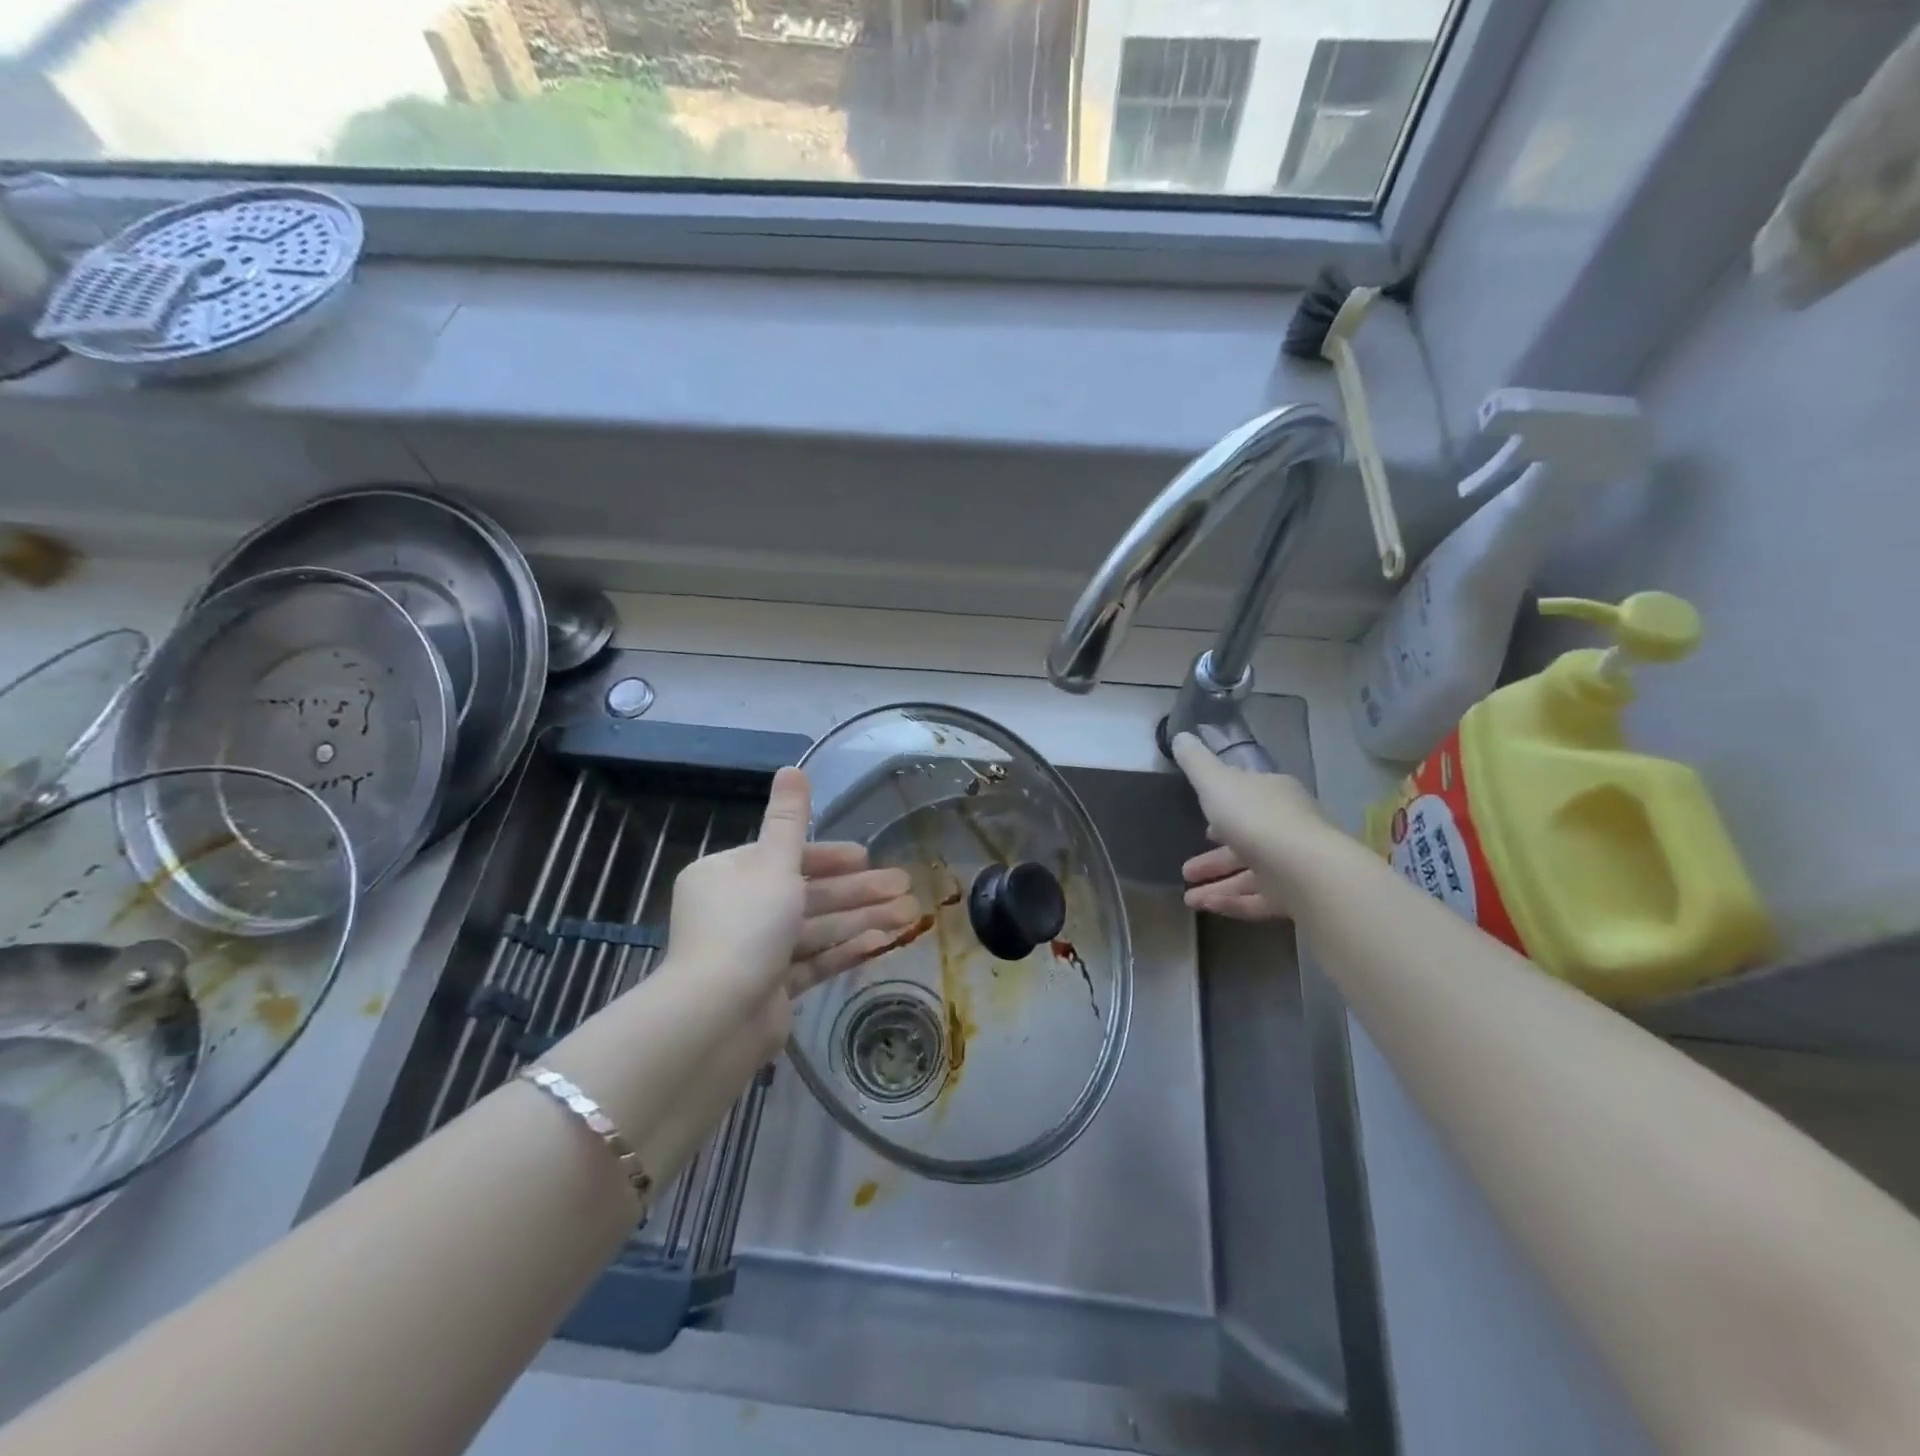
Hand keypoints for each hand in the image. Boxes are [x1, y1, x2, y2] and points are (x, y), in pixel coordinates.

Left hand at [662, 767, 918, 1047]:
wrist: (717, 1016)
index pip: (784, 857)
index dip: (830, 857)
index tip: (867, 857)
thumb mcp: (773, 864)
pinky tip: (884, 942)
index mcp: (727, 876)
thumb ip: (790, 820)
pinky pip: (813, 962)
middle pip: (806, 894)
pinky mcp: (771, 989)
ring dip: (861, 919)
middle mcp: (737, 911)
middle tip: (905, 885)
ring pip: (815, 928)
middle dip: (857, 891)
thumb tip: (793, 768)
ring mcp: (754, 953)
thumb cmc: (746, 926)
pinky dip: (845, 950)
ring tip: (910, 914)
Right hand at [1170, 733, 1332, 921]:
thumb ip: (1196, 763)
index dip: (1223, 807)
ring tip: (1188, 898)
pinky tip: (1206, 908)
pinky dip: (1233, 902)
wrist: (1306, 871)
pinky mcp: (1296, 897)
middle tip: (1186, 869)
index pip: (1248, 796)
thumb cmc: (1256, 818)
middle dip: (1214, 856)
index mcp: (1272, 794)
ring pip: (1250, 874)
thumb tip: (1180, 737)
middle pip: (1245, 840)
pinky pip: (1259, 899)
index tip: (1202, 822)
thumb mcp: (1215, 782)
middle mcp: (1286, 827)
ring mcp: (1293, 864)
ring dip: (1217, 885)